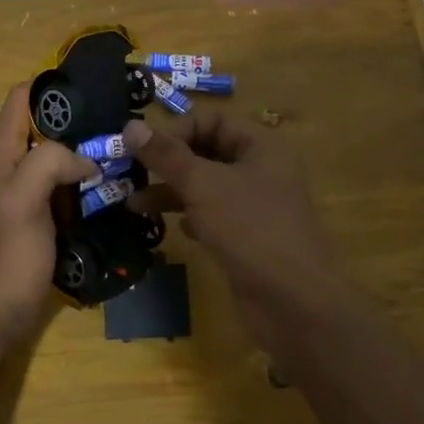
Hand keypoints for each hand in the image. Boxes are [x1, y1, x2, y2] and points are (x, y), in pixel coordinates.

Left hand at [0, 84, 92, 354]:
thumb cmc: (6, 258)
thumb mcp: (22, 202)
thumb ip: (48, 163)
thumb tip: (85, 158)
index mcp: (1, 155)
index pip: (21, 99)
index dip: (52, 86)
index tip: (92, 88)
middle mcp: (11, 168)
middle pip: (44, 126)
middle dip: (78, 120)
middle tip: (119, 122)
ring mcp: (26, 194)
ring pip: (58, 158)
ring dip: (86, 152)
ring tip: (124, 150)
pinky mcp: (41, 218)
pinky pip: (66, 188)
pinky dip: (86, 182)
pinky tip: (113, 186)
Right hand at [124, 112, 342, 324]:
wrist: (293, 302)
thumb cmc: (250, 230)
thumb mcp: (203, 186)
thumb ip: (166, 156)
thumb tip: (130, 126)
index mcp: (262, 146)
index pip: (212, 121)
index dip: (176, 131)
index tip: (142, 149)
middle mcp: (262, 170)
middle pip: (207, 153)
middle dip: (168, 163)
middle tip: (130, 174)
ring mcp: (256, 206)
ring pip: (206, 187)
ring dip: (172, 192)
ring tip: (134, 205)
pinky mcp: (248, 237)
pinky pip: (214, 216)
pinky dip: (191, 217)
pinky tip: (174, 229)